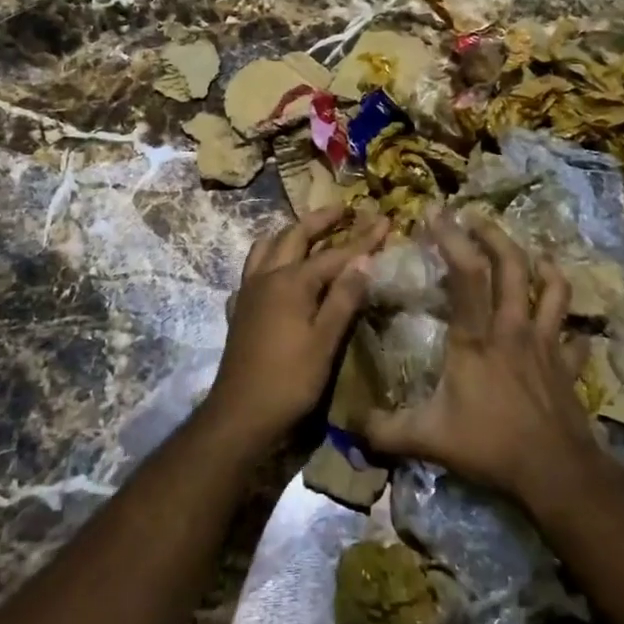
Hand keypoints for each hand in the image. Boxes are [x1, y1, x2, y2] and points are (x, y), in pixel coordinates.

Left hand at [203, 206, 387, 454]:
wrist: (240, 414)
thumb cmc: (289, 380)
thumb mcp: (325, 341)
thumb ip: (344, 298)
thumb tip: (364, 260)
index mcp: (291, 282)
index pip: (334, 253)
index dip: (362, 238)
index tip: (384, 219)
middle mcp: (267, 277)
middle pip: (294, 236)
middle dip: (320, 220)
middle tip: (343, 209)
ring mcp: (248, 291)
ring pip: (266, 247)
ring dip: (289, 234)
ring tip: (306, 231)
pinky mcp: (239, 309)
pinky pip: (251, 272)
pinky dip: (266, 261)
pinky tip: (274, 272)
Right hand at [358, 211, 598, 510]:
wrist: (555, 473)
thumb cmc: (490, 446)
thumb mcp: (428, 438)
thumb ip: (387, 429)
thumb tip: (353, 425)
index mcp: (476, 337)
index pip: (466, 273)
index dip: (451, 237)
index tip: (435, 212)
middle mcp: (513, 329)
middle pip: (512, 266)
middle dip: (494, 235)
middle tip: (476, 218)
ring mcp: (546, 345)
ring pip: (553, 290)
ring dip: (544, 266)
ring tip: (533, 254)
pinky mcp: (568, 367)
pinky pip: (574, 338)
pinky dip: (570, 327)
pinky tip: (565, 327)